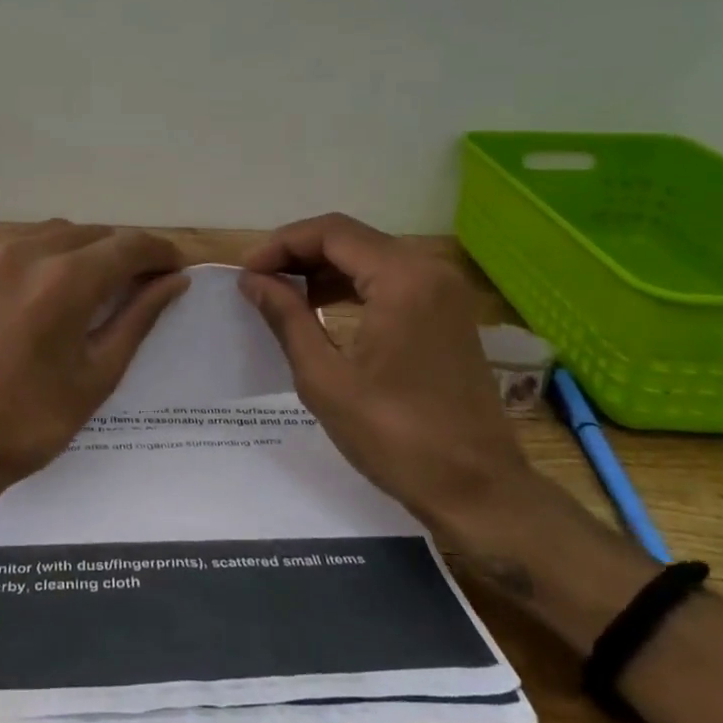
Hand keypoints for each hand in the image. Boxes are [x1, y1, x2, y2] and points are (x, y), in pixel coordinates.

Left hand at [0, 222, 188, 495]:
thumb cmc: (29, 421)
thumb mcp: (97, 375)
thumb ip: (138, 318)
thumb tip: (175, 280)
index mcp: (65, 281)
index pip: (129, 246)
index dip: (159, 253)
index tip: (175, 268)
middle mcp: (26, 251)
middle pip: (93, 233)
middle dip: (123, 253)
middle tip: (139, 282)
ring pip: (54, 232)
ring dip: (83, 250)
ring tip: (93, 285)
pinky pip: (16, 244)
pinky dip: (42, 256)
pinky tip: (43, 289)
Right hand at [240, 213, 535, 537]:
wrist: (476, 490)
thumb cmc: (395, 436)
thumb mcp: (325, 377)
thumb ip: (286, 317)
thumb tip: (253, 280)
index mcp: (402, 279)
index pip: (330, 232)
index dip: (281, 244)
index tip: (246, 272)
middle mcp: (429, 271)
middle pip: (351, 238)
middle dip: (299, 253)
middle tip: (258, 281)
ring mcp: (444, 291)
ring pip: (370, 256)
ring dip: (323, 268)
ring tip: (282, 294)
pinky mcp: (447, 313)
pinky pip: (390, 279)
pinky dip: (351, 285)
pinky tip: (321, 308)